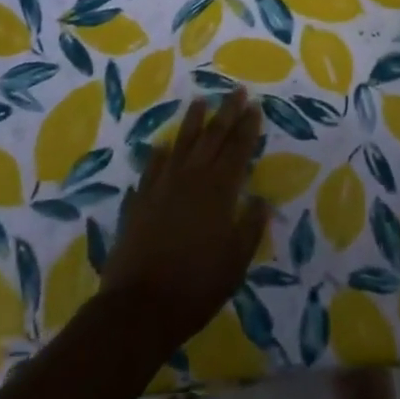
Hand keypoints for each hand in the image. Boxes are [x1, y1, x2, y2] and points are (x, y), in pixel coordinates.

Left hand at [98, 88, 269, 350]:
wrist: (138, 308)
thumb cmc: (196, 287)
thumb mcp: (236, 262)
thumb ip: (250, 227)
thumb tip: (261, 200)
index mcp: (219, 191)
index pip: (238, 149)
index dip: (248, 127)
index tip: (255, 106)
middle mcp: (191, 179)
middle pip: (212, 137)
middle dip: (227, 112)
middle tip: (236, 90)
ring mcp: (162, 186)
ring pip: (181, 144)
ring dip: (192, 122)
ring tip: (200, 101)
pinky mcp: (139, 200)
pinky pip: (152, 167)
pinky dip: (159, 154)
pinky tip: (162, 146)